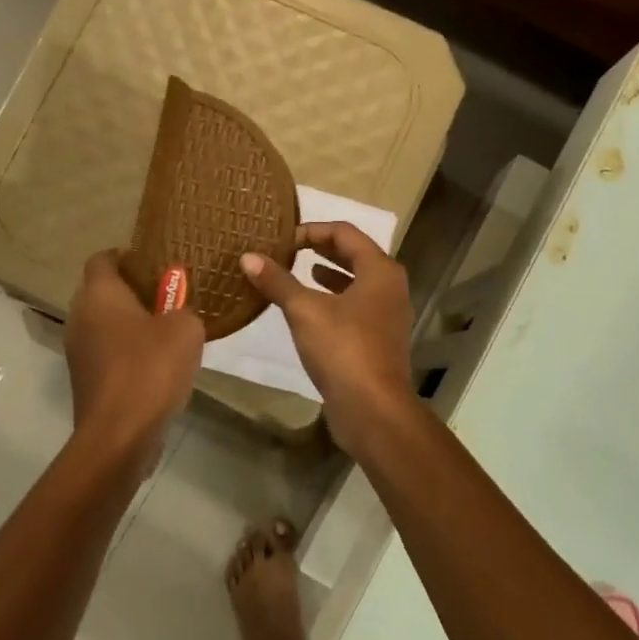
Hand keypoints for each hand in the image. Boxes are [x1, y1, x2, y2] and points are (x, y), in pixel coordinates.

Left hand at [65, 251, 204, 460]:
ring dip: (131, 325)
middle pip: (103, 292)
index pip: (103, 258)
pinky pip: (107, 352)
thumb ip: (184, 310)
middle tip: (169, 298)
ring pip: (104, 324)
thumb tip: (177, 314)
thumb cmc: (151, 368)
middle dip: (133, 292)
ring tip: (167, 333)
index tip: (156, 265)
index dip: (128, 256)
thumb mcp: (186, 328)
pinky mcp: (85, 379)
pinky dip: (127, 352)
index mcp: (99, 294)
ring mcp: (77, 350)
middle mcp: (80, 316)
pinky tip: (156, 366)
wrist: (120, 434)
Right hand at [240, 222, 415, 450]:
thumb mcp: (304, 310)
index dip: (313, 230)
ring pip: (356, 283)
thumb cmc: (343, 349)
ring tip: (300, 271)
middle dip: (321, 249)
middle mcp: (390, 287)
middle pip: (355, 255)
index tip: (283, 238)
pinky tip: (310, 310)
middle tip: (289, 249)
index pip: (345, 233)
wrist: (373, 409)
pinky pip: (355, 307)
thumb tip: (248, 257)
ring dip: (329, 275)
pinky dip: (333, 300)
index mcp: (380, 270)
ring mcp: (388, 316)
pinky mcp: (379, 340)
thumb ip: (277, 281)